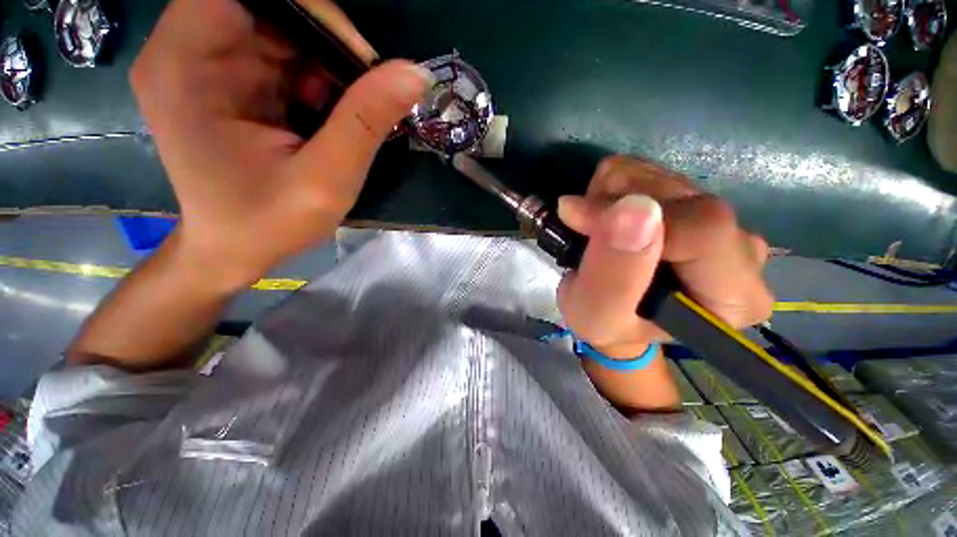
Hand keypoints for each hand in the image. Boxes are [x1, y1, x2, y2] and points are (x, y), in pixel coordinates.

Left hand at [130, 0, 432, 289]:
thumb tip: (416, 74)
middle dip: (324, 41)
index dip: (307, 7)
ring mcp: (204, 64)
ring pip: (279, 29)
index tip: (355, 54)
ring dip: (324, 64)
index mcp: (186, 63)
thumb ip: (367, 122)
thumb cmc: (269, 223)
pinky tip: (329, 116)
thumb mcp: (327, 178)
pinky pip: (280, 55)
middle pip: (265, 6)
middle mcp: (185, 50)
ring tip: (347, 113)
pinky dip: (315, 78)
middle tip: (364, 89)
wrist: (234, 250)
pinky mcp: (226, 81)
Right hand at [557, 156, 773, 359]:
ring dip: (609, 197)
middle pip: (682, 196)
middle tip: (584, 233)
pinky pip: (646, 169)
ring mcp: (720, 217)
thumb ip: (612, 276)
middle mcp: (742, 249)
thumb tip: (633, 209)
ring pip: (659, 175)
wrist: (612, 311)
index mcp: (734, 294)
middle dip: (614, 206)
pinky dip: (611, 188)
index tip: (580, 221)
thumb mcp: (596, 316)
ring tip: (595, 232)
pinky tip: (606, 217)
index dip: (634, 217)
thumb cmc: (606, 324)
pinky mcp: (693, 197)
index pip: (704, 229)